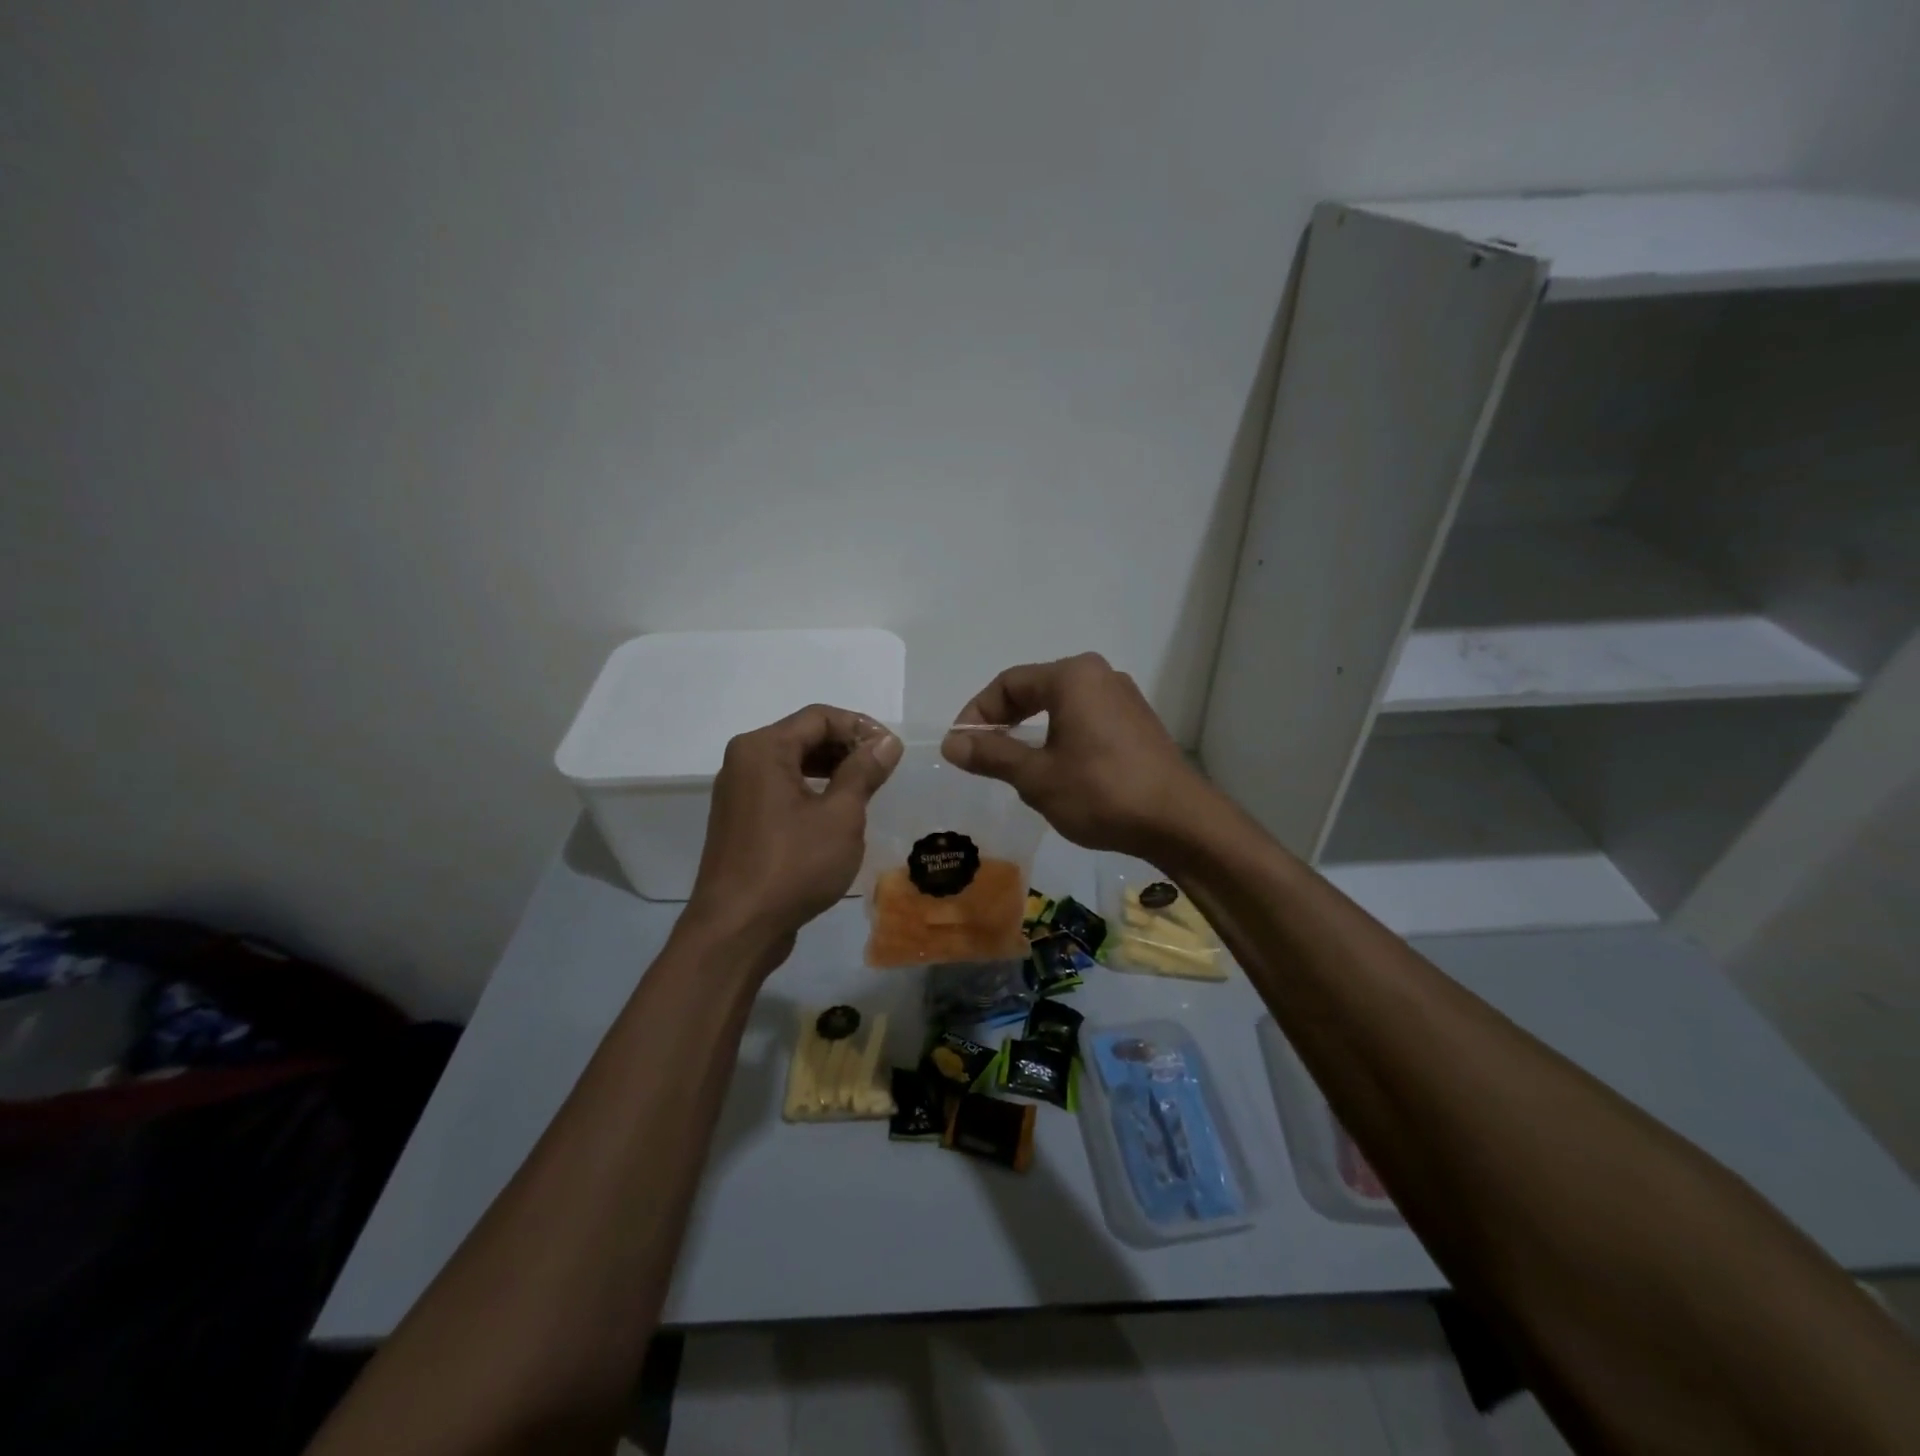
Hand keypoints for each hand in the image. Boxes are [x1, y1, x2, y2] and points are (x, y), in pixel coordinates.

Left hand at [683, 705, 901, 969]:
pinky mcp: (741, 820)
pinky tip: (836, 814)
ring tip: (866, 790)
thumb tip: (886, 742)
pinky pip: (781, 790)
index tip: (892, 751)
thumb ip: (863, 772)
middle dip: (846, 747)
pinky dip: (811, 791)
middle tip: (883, 770)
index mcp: (763, 748)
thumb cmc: (793, 865)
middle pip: (803, 736)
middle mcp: (743, 761)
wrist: (736, 929)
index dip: (860, 727)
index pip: (819, 717)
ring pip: (792, 764)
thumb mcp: (840, 815)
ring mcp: (738, 792)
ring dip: (831, 770)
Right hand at [941, 653, 1212, 856]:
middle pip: (1035, 690)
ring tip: (1014, 767)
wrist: (1180, 822)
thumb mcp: (1037, 777)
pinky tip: (1057, 771)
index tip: (961, 747)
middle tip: (981, 755)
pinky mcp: (1137, 723)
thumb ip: (991, 755)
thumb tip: (951, 743)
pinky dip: (1060, 738)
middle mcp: (1099, 675)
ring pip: (1061, 707)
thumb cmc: (1101, 792)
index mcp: (1073, 676)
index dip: (977, 713)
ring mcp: (1123, 698)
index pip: (1008, 683)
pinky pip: (1085, 720)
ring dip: (1031, 732)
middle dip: (1004, 722)